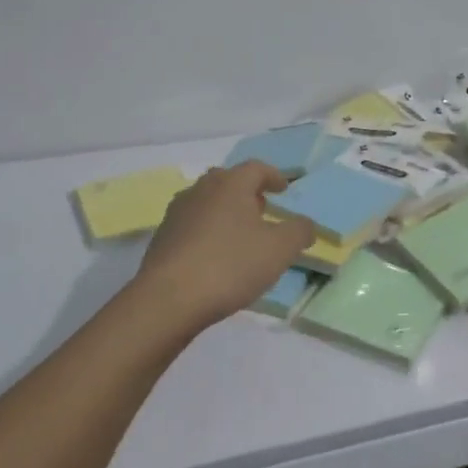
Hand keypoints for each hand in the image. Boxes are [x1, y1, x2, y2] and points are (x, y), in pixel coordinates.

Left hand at [134, 161, 314, 329]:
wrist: (169, 299)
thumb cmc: (230, 265)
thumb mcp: (279, 250)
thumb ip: (299, 232)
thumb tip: (306, 224)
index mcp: (231, 184)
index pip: (256, 168)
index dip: (274, 176)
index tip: (284, 189)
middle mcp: (201, 189)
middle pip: (228, 180)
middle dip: (247, 192)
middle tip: (261, 209)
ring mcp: (177, 212)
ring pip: (207, 202)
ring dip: (225, 211)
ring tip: (239, 234)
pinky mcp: (162, 237)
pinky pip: (191, 224)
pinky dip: (207, 231)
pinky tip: (214, 255)